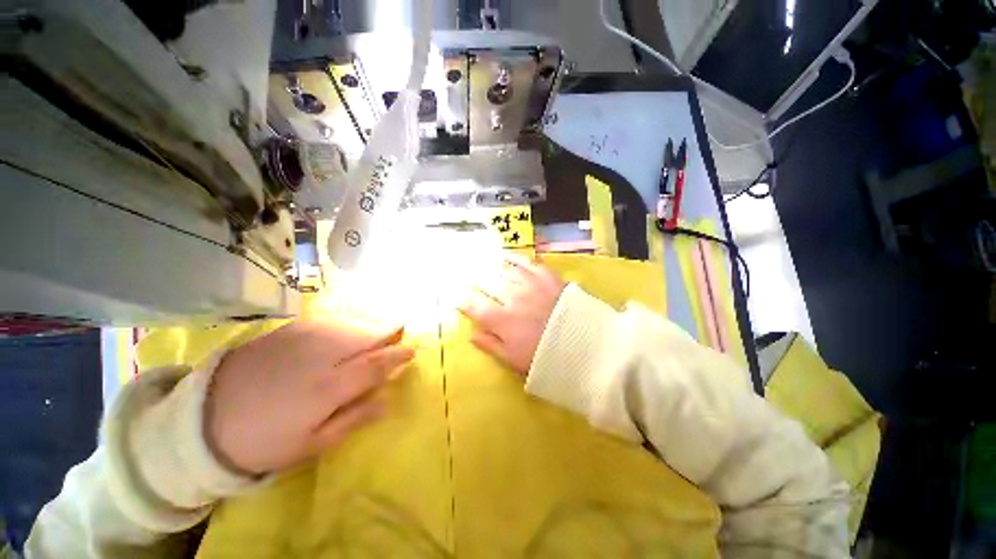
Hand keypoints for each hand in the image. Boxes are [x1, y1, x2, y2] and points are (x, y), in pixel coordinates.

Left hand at [206, 320, 413, 474]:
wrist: (204, 421)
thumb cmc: (264, 441)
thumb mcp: (312, 444)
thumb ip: (354, 417)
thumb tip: (387, 399)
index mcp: (328, 387)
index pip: (376, 364)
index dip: (398, 356)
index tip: (412, 350)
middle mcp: (321, 355)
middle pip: (367, 336)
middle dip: (389, 333)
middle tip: (400, 333)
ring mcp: (303, 338)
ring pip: (352, 324)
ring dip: (371, 326)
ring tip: (379, 331)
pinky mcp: (288, 329)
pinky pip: (330, 320)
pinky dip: (348, 322)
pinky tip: (350, 328)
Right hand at [459, 254, 565, 375]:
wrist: (585, 346)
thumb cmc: (546, 358)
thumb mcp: (513, 361)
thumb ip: (490, 345)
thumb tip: (471, 334)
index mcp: (502, 320)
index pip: (474, 307)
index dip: (463, 301)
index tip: (456, 296)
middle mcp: (511, 298)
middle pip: (486, 283)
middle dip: (474, 278)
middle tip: (465, 272)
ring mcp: (529, 285)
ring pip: (504, 270)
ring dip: (490, 265)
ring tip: (481, 259)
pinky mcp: (547, 277)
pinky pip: (528, 262)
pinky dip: (515, 257)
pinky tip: (507, 254)